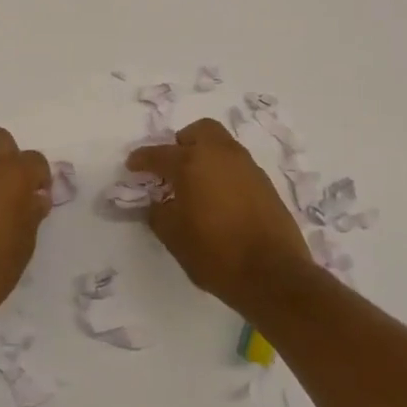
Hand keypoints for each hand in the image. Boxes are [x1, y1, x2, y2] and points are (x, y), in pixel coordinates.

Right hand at [128, 118, 312, 316]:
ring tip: (198, 184)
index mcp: (191, 163)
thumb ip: (159, 213)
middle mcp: (219, 155)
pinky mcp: (265, 183)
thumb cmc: (216, 254)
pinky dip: (224, 172)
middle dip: (182, 143)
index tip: (132, 165)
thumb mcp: (174, 237)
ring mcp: (246, 166)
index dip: (142, 159)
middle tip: (174, 166)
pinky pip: (238, 165)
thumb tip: (158, 202)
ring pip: (222, 145)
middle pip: (199, 131)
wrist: (273, 274)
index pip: (159, 154)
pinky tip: (220, 198)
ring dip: (206, 156)